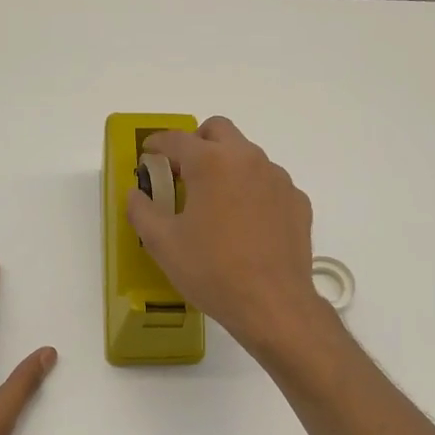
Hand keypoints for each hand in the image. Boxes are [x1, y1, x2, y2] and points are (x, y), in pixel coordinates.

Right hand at [126, 116, 328, 353]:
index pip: (176, 139)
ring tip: (215, 203)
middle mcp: (248, 159)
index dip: (156, 144)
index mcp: (212, 162)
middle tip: (182, 172)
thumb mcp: (162, 244)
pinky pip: (269, 184)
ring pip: (247, 155)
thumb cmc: (212, 271)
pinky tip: (245, 225)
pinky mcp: (297, 202)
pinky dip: (252, 191)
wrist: (272, 304)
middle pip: (218, 130)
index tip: (148, 156)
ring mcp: (278, 179)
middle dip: (196, 142)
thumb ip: (142, 210)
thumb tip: (137, 194)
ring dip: (226, 166)